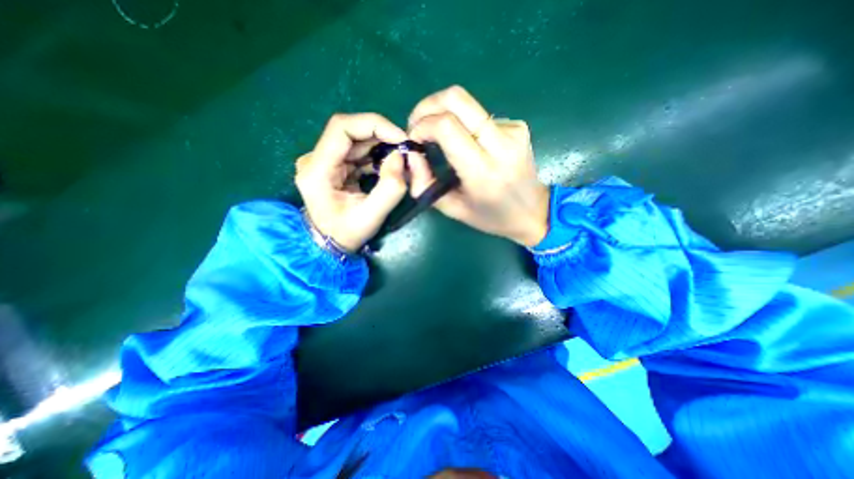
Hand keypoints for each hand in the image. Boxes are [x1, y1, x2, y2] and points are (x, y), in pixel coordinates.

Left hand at [296, 112, 406, 251]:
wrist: (329, 244)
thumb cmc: (347, 234)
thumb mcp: (371, 217)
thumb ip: (390, 188)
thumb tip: (400, 157)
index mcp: (317, 169)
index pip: (342, 128)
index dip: (374, 125)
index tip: (400, 138)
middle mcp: (315, 159)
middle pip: (351, 132)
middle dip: (382, 137)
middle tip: (405, 150)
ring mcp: (324, 161)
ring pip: (356, 141)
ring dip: (381, 146)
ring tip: (400, 160)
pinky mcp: (334, 166)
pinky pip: (357, 152)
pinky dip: (376, 156)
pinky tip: (389, 167)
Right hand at [405, 86, 545, 247]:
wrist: (533, 212)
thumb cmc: (490, 217)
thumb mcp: (452, 209)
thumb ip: (425, 183)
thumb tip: (411, 154)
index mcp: (482, 172)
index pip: (446, 126)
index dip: (422, 125)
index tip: (413, 138)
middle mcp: (500, 144)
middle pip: (457, 98)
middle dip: (428, 105)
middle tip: (417, 124)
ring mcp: (513, 130)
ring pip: (467, 104)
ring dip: (445, 115)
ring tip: (440, 138)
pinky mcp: (518, 126)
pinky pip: (480, 115)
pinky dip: (465, 124)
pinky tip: (468, 143)